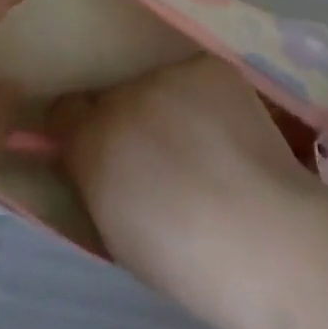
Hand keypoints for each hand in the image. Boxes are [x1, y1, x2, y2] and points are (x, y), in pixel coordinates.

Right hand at [48, 55, 314, 291]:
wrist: (262, 239)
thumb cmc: (185, 262)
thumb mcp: (117, 232)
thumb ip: (97, 183)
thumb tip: (100, 160)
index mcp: (89, 144)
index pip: (65, 110)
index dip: (81, 126)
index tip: (99, 143)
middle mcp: (119, 97)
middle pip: (114, 94)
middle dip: (129, 116)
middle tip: (161, 148)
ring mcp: (166, 75)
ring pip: (158, 82)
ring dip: (170, 105)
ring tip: (204, 141)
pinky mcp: (208, 66)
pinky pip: (197, 77)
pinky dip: (208, 98)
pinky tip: (230, 130)